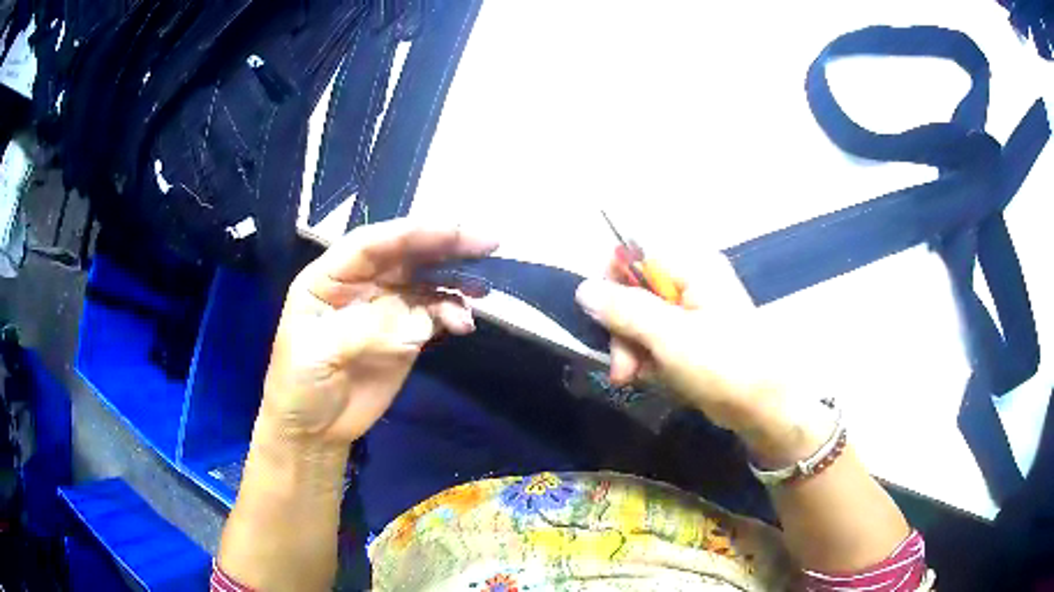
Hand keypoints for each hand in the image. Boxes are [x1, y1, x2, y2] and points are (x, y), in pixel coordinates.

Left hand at [261, 219, 497, 446]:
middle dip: (444, 246)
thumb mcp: (318, 352)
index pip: (372, 245)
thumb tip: (415, 316)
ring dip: (455, 281)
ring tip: (483, 289)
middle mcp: (361, 284)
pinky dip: (453, 315)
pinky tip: (464, 325)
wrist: (314, 430)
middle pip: (405, 255)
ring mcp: (385, 309)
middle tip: (486, 243)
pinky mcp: (405, 336)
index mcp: (331, 277)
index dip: (412, 233)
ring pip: (425, 283)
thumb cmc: (300, 384)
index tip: (453, 232)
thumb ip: (363, 328)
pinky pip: (435, 315)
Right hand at [574, 253, 790, 436]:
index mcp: (691, 267)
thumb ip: (625, 310)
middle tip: (623, 369)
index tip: (606, 322)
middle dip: (622, 331)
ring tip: (635, 379)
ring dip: (632, 351)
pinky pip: (656, 339)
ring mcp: (692, 310)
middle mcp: (691, 281)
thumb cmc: (724, 365)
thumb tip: (582, 289)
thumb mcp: (670, 337)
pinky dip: (648, 360)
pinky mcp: (693, 337)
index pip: (633, 255)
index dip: (612, 285)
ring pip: (641, 320)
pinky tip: (653, 379)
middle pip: (634, 291)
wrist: (764, 407)